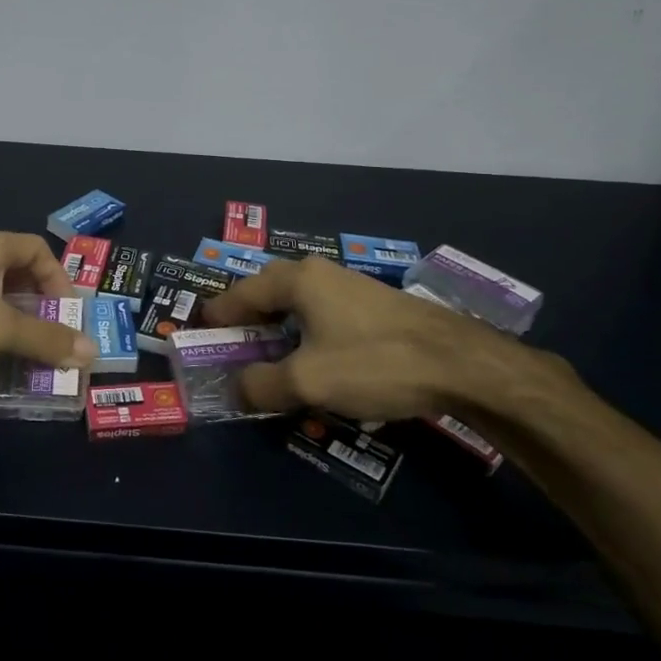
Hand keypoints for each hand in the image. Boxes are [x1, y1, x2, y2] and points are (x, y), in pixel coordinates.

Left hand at [0, 227, 96, 372]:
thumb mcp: (0, 328)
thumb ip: (45, 339)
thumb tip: (91, 352)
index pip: (39, 250)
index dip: (59, 279)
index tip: (66, 312)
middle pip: (14, 273)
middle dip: (32, 307)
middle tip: (44, 334)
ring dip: (2, 323)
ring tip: (10, 353)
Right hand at [200, 257, 544, 420]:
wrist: (461, 363)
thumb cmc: (374, 363)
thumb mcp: (308, 382)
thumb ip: (261, 385)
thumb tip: (237, 387)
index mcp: (296, 280)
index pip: (239, 294)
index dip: (217, 317)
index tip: (199, 335)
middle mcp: (319, 273)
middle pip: (267, 294)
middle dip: (246, 321)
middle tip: (232, 348)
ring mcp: (349, 286)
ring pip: (297, 304)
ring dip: (277, 330)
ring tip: (268, 359)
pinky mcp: (373, 305)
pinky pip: (322, 314)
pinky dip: (305, 333)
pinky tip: (313, 360)